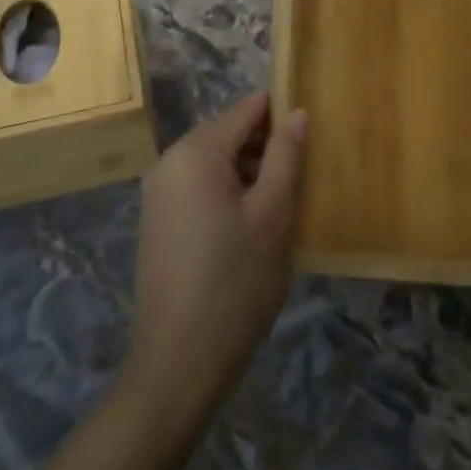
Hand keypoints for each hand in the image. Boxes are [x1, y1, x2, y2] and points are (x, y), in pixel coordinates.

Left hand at [121, 91, 305, 435]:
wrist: (178, 360)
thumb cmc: (235, 283)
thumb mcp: (272, 216)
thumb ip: (285, 156)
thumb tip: (297, 112)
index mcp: (196, 151)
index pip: (246, 109)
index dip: (281, 113)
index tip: (312, 131)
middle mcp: (170, 160)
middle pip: (227, 133)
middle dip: (265, 145)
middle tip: (303, 174)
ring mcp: (158, 190)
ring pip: (213, 161)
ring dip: (247, 171)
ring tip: (283, 199)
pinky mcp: (157, 218)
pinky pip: (198, 185)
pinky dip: (226, 191)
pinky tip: (251, 223)